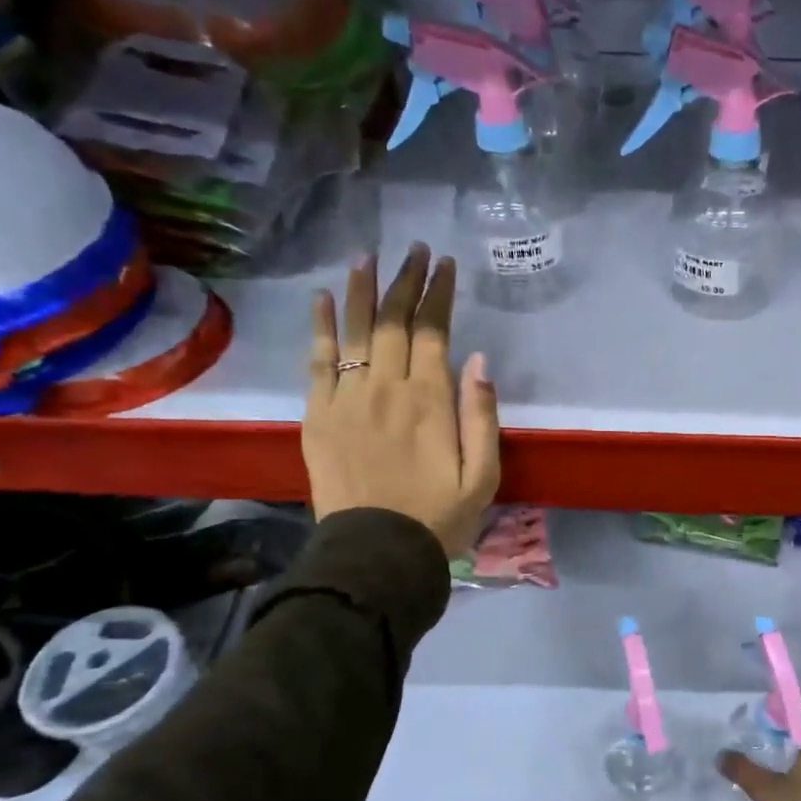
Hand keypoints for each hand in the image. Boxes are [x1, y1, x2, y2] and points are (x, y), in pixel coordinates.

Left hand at [303, 245, 499, 556]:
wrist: (376, 552)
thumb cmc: (439, 517)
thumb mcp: (483, 476)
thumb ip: (482, 417)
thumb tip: (479, 361)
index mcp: (430, 400)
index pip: (432, 331)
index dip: (438, 293)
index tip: (443, 264)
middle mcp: (386, 387)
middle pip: (393, 320)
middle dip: (405, 280)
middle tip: (413, 249)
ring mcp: (346, 398)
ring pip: (354, 330)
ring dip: (362, 290)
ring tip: (367, 256)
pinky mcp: (318, 414)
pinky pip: (317, 360)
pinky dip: (320, 327)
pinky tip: (322, 299)